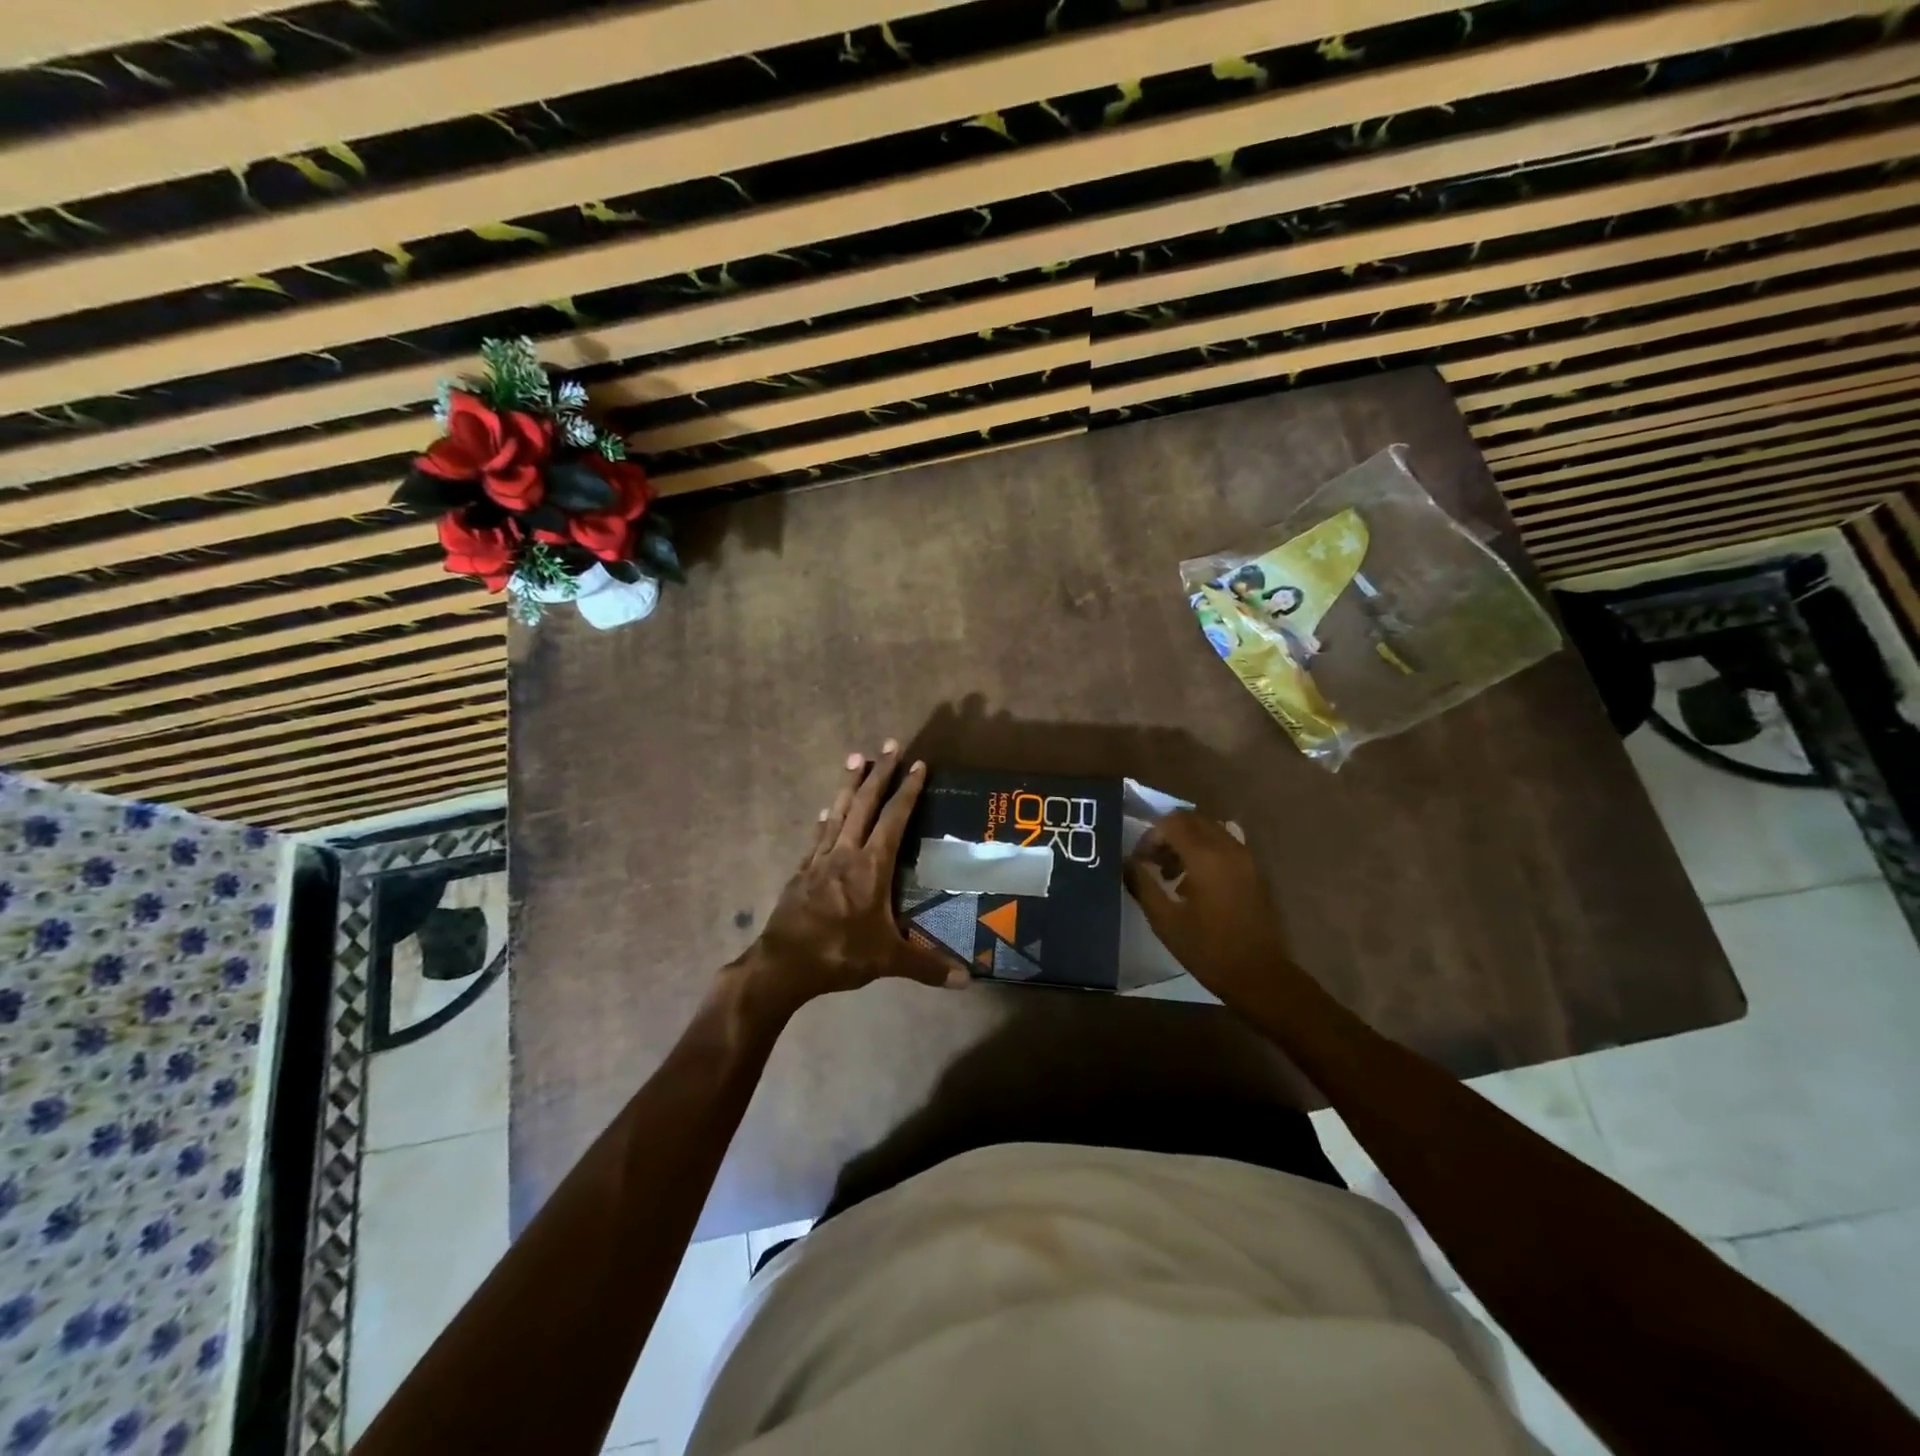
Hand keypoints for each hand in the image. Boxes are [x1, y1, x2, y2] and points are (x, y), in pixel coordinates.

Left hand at [739, 742, 964, 1018]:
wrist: (782, 965)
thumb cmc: (839, 954)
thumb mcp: (888, 960)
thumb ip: (926, 966)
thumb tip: (966, 980)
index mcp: (871, 867)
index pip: (893, 819)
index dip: (907, 791)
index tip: (918, 764)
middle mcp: (845, 854)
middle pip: (864, 804)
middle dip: (879, 773)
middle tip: (889, 744)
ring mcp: (819, 860)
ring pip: (837, 813)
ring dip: (848, 784)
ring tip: (855, 757)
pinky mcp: (801, 873)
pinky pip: (817, 837)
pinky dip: (824, 820)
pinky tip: (824, 811)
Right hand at [1123, 810, 1293, 1002]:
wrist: (1258, 975)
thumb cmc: (1207, 949)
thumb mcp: (1164, 920)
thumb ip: (1142, 884)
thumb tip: (1126, 862)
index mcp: (1206, 857)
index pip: (1171, 823)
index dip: (1150, 837)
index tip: (1139, 861)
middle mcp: (1228, 848)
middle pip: (1192, 819)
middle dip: (1167, 834)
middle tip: (1152, 862)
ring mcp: (1246, 858)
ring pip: (1209, 830)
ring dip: (1186, 841)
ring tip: (1171, 874)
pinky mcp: (1254, 870)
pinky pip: (1224, 844)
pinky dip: (1205, 851)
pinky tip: (1195, 882)